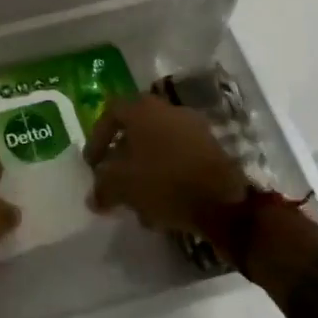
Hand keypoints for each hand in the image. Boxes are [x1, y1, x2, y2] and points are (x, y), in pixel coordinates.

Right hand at [83, 94, 247, 233]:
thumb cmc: (164, 183)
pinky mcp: (212, 150)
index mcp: (143, 109)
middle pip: (136, 131)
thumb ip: (102, 188)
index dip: (97, 139)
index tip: (92, 165)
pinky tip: (162, 207)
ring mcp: (194, 129)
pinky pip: (179, 159)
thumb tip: (94, 197)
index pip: (111, 114)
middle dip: (122, 158)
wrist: (224, 201)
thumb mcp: (122, 187)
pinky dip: (166, 178)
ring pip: (159, 148)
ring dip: (144, 172)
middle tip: (114, 181)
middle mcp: (169, 110)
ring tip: (137, 202)